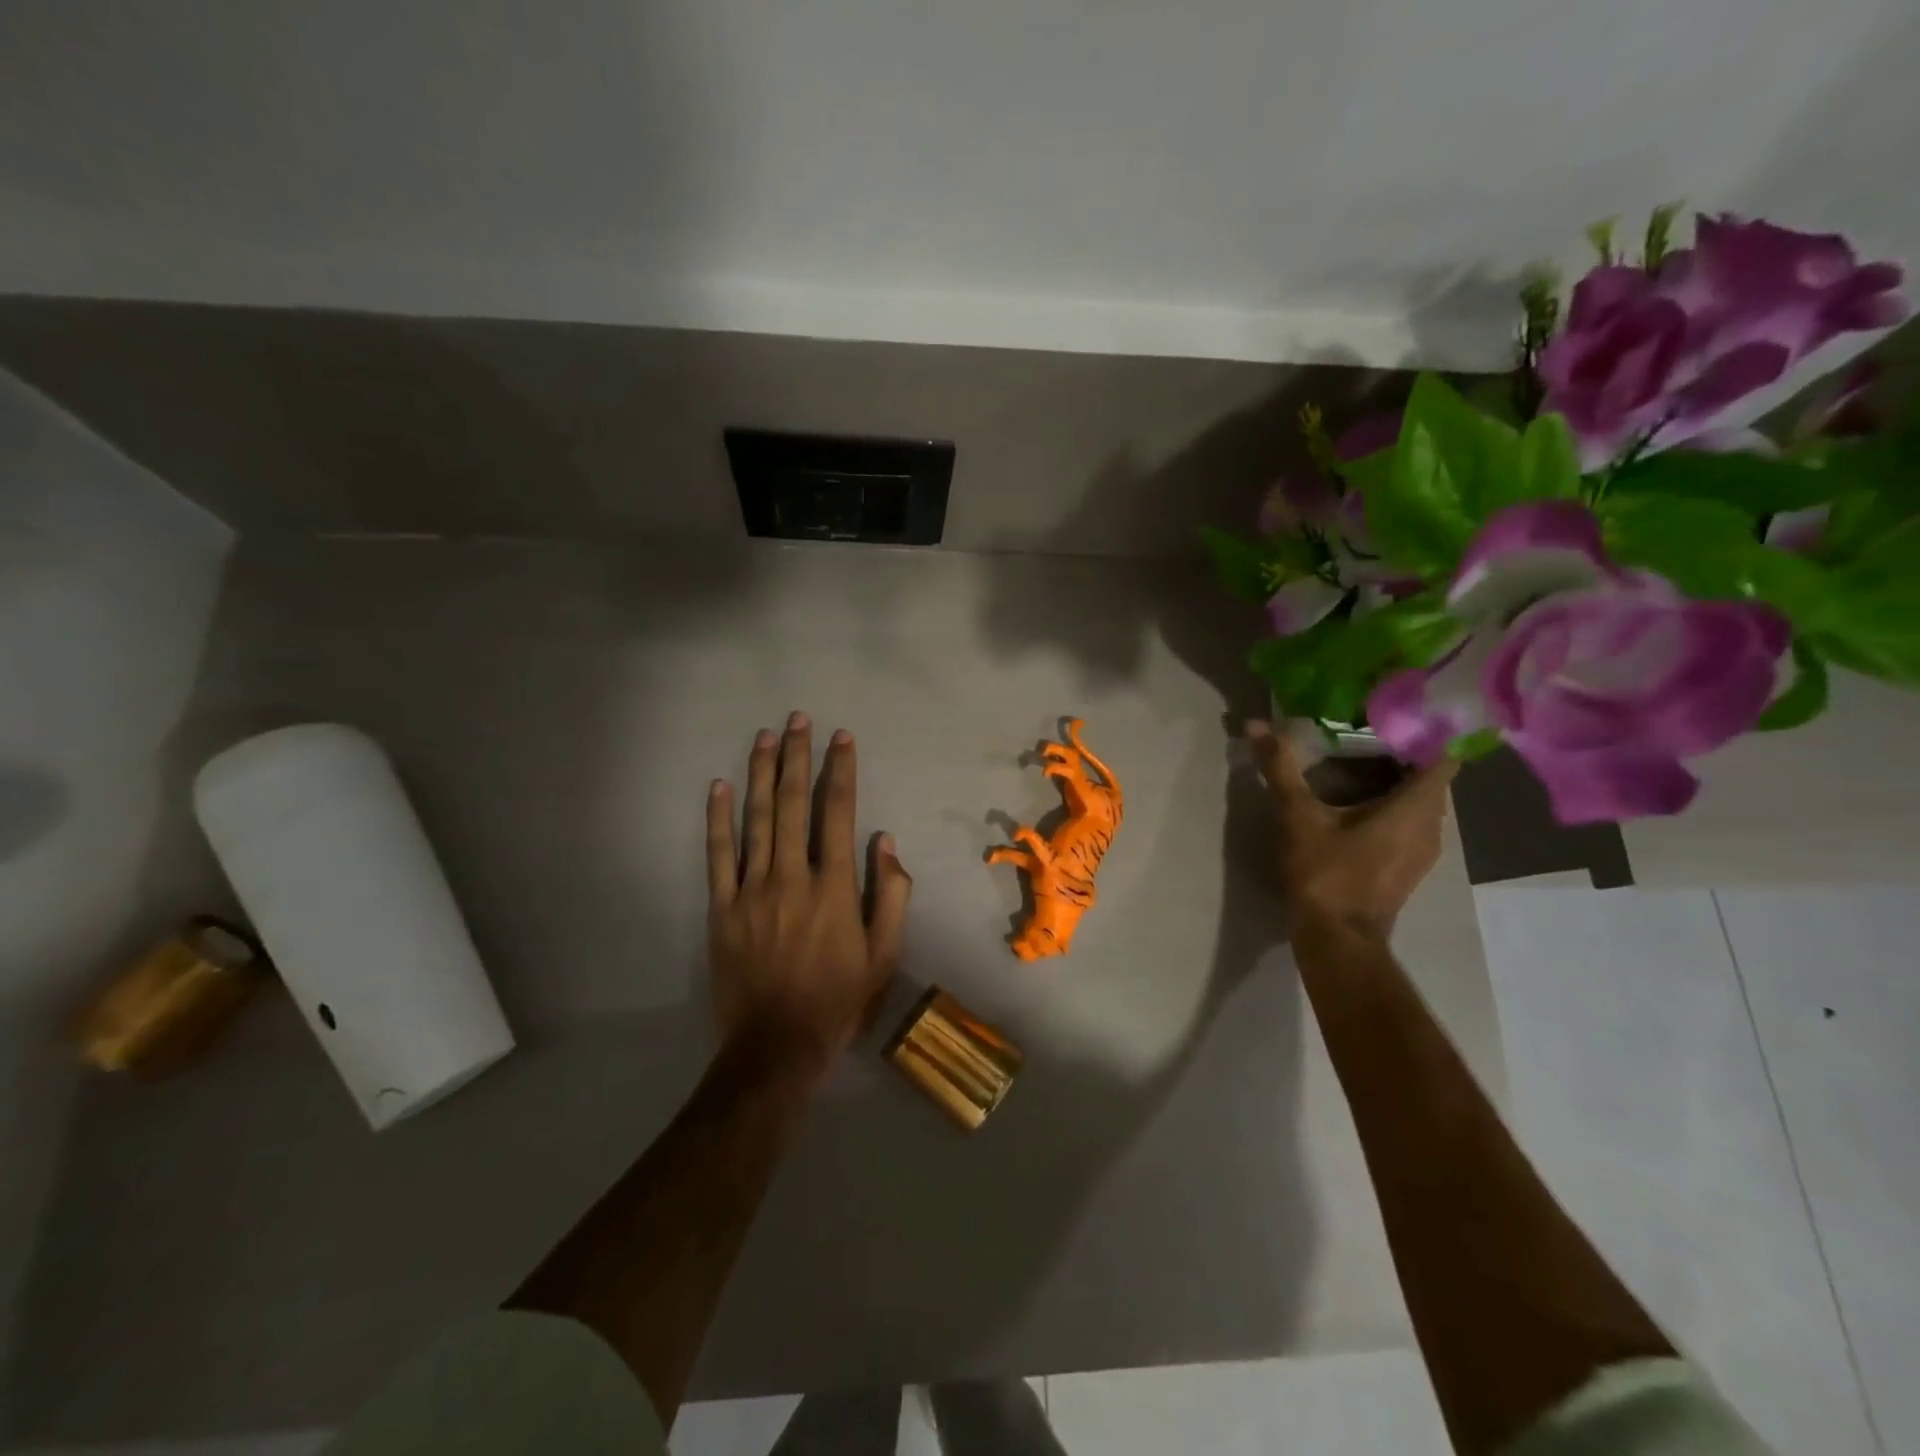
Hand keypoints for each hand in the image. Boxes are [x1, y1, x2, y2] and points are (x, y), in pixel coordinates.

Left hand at [705, 712, 912, 1081]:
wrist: (776, 1046)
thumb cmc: (838, 999)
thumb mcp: (884, 954)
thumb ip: (891, 894)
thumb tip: (885, 841)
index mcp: (834, 887)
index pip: (838, 813)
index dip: (840, 771)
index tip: (841, 738)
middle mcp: (791, 876)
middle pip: (792, 804)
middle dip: (798, 757)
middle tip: (799, 719)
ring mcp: (751, 890)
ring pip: (755, 819)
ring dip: (761, 773)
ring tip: (765, 736)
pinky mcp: (722, 908)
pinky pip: (717, 855)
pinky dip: (718, 818)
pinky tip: (719, 786)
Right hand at [1248, 721, 1457, 941]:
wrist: (1337, 940)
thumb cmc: (1326, 874)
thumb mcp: (1299, 816)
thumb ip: (1281, 769)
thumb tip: (1255, 725)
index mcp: (1415, 807)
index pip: (1444, 755)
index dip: (1428, 729)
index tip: (1400, 709)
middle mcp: (1431, 826)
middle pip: (1431, 776)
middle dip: (1404, 749)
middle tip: (1367, 724)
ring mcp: (1422, 850)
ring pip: (1420, 800)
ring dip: (1396, 778)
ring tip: (1359, 756)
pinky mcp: (1407, 866)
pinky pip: (1409, 821)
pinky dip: (1392, 803)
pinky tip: (1357, 799)